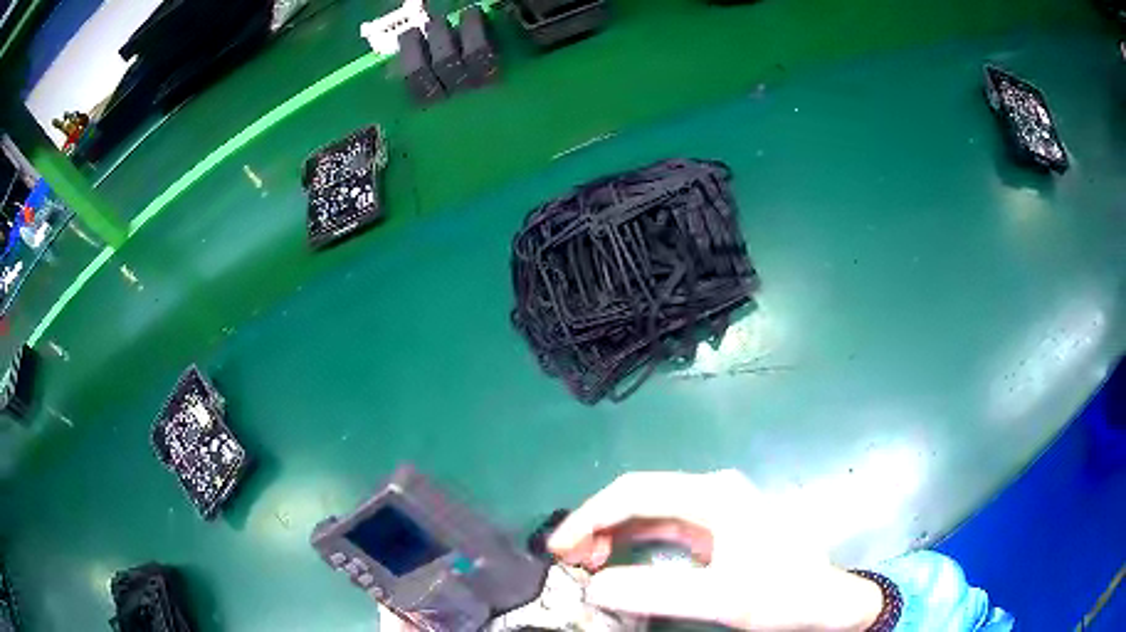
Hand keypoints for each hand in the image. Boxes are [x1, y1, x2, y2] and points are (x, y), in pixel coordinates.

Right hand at [548, 470, 883, 631]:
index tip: (559, 548)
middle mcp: (712, 490)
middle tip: (568, 559)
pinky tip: (618, 557)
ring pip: (649, 510)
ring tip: (585, 561)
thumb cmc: (780, 593)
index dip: (590, 516)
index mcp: (714, 495)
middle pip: (640, 496)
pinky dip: (633, 540)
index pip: (636, 492)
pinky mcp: (717, 527)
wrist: (823, 600)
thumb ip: (655, 592)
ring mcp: (715, 507)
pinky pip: (663, 526)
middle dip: (597, 524)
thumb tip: (593, 585)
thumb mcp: (721, 598)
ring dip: (613, 532)